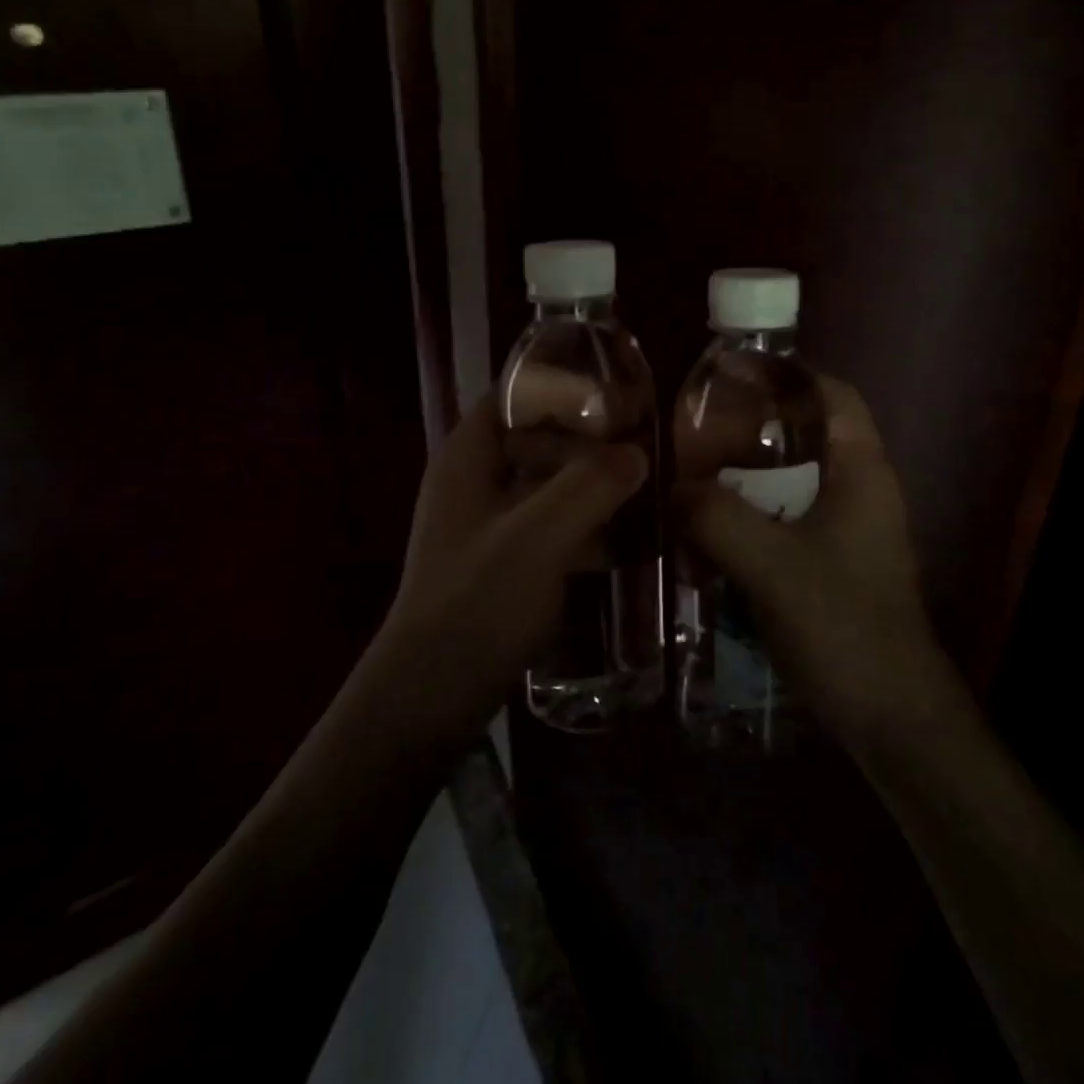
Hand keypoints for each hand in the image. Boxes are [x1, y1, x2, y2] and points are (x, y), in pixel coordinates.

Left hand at [375, 392, 648, 738]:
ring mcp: (491, 524)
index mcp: (468, 457)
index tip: (622, 391)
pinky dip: (588, 525)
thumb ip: (588, 487)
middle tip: (651, 442)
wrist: (429, 700)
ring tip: (654, 486)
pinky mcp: (508, 562)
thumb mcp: (535, 539)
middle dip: (592, 438)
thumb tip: (638, 452)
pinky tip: (633, 539)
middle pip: (539, 437)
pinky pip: (555, 526)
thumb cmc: (474, 606)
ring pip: (551, 484)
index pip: (514, 392)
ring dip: (595, 484)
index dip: (564, 383)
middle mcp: (477, 481)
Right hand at [676, 375, 956, 753]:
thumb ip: (716, 517)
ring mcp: (848, 532)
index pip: (832, 394)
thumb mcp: (770, 564)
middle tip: (693, 431)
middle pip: (806, 436)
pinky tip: (708, 535)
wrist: (891, 717)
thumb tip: (672, 488)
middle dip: (751, 429)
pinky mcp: (833, 566)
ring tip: (690, 478)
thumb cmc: (842, 624)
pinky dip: (750, 519)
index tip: (730, 374)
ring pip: (791, 484)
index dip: (787, 373)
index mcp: (861, 472)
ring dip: (745, 480)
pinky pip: (786, 523)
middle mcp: (860, 492)